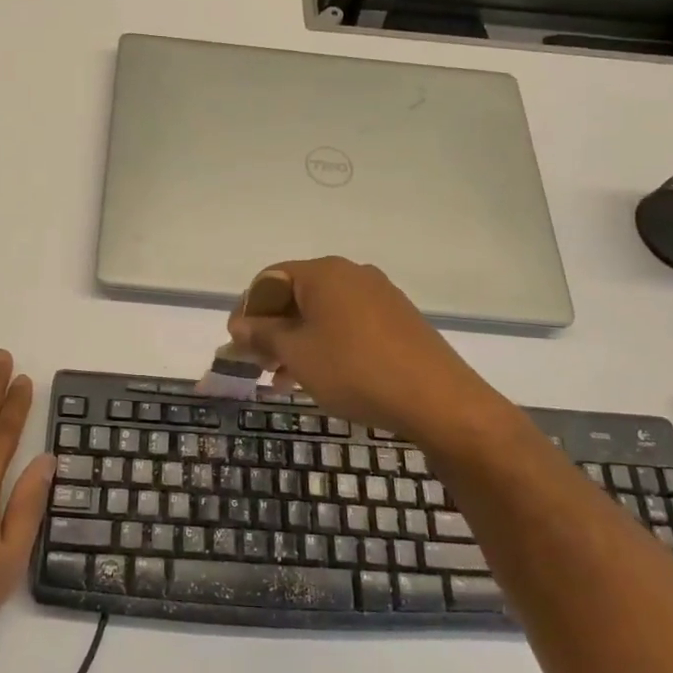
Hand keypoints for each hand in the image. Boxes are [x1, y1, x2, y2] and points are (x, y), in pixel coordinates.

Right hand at [228, 257, 494, 439]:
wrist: (438, 400)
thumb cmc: (354, 370)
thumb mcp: (298, 354)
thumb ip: (263, 335)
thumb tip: (239, 325)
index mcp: (323, 272)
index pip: (269, 278)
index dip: (246, 308)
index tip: (234, 342)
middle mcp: (351, 274)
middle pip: (297, 294)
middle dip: (272, 327)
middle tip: (258, 362)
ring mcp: (379, 296)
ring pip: (323, 313)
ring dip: (297, 340)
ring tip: (283, 378)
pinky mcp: (398, 320)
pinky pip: (348, 324)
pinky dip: (326, 344)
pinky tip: (320, 376)